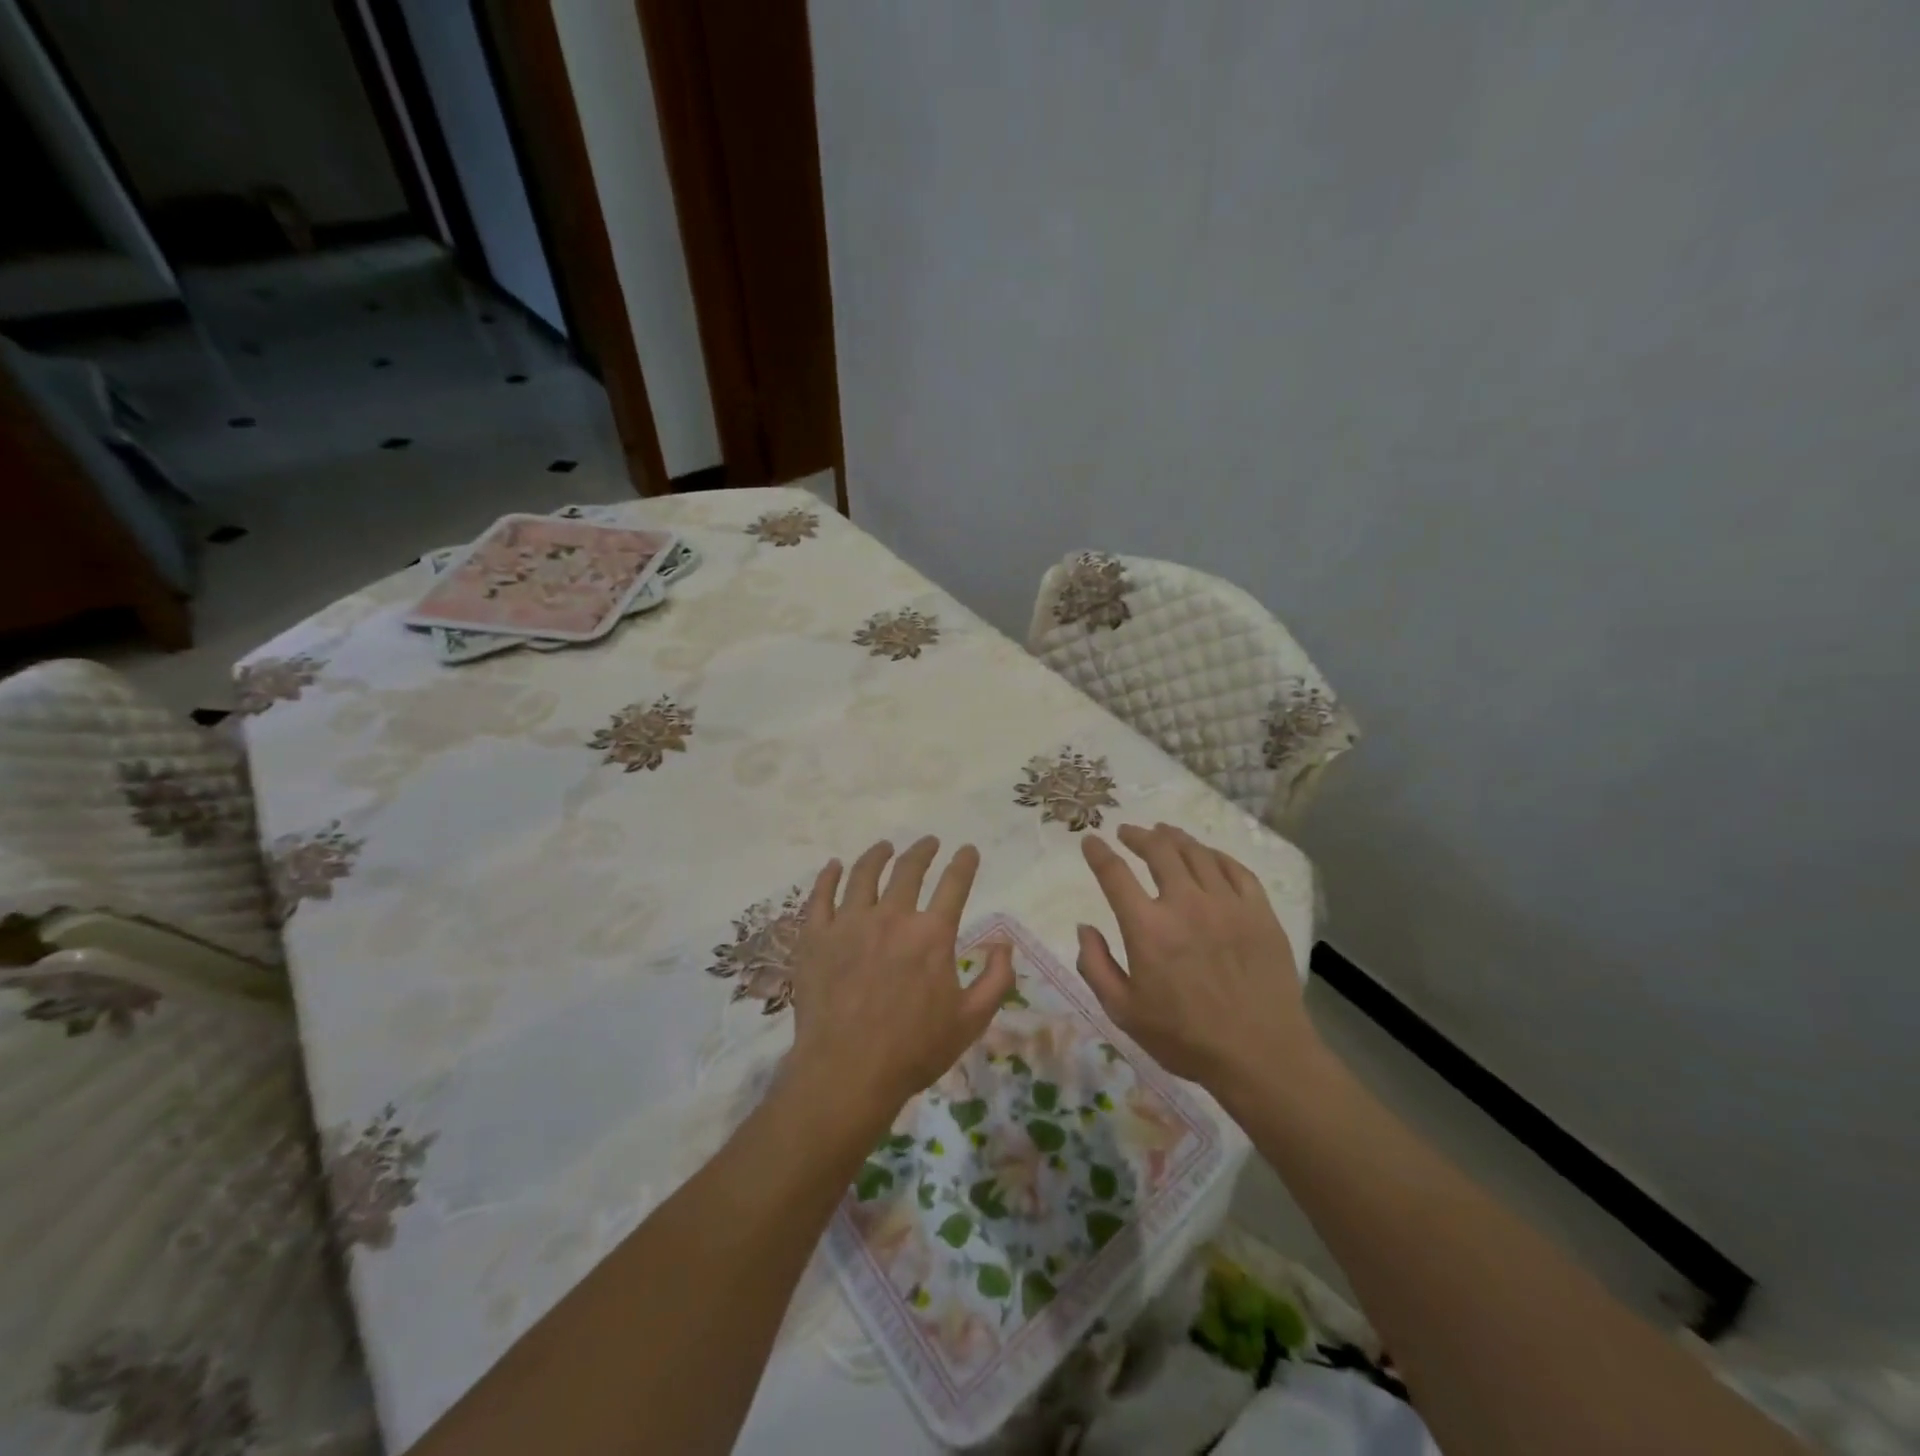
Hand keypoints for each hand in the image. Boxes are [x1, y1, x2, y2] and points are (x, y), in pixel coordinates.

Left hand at [787, 837, 1014, 1128]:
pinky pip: (821, 896)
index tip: (968, 850)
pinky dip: (829, 876)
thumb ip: (996, 979)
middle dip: (922, 851)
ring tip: (884, 847)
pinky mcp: (816, 937)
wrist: (846, 1073)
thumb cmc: (914, 1050)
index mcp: (932, 934)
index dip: (964, 863)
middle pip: (908, 870)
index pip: (954, 884)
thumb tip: (1005, 943)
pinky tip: (834, 866)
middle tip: (929, 843)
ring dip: (877, 855)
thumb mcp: (971, 1020)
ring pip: (864, 875)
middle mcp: (892, 917)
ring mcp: (849, 923)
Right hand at [1076, 823, 1314, 1091]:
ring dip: (1174, 838)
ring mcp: (1227, 904)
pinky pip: (1235, 868)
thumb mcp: (1123, 1012)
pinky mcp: (1259, 911)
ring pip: (1196, 853)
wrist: (1262, 1055)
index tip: (1091, 840)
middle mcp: (1186, 904)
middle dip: (1137, 835)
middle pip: (1158, 850)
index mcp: (1148, 927)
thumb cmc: (1185, 1038)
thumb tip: (1084, 928)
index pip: (1115, 874)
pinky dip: (1214, 855)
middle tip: (1128, 832)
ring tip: (1163, 833)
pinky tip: (1206, 855)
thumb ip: (1096, 966)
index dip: (1099, 853)